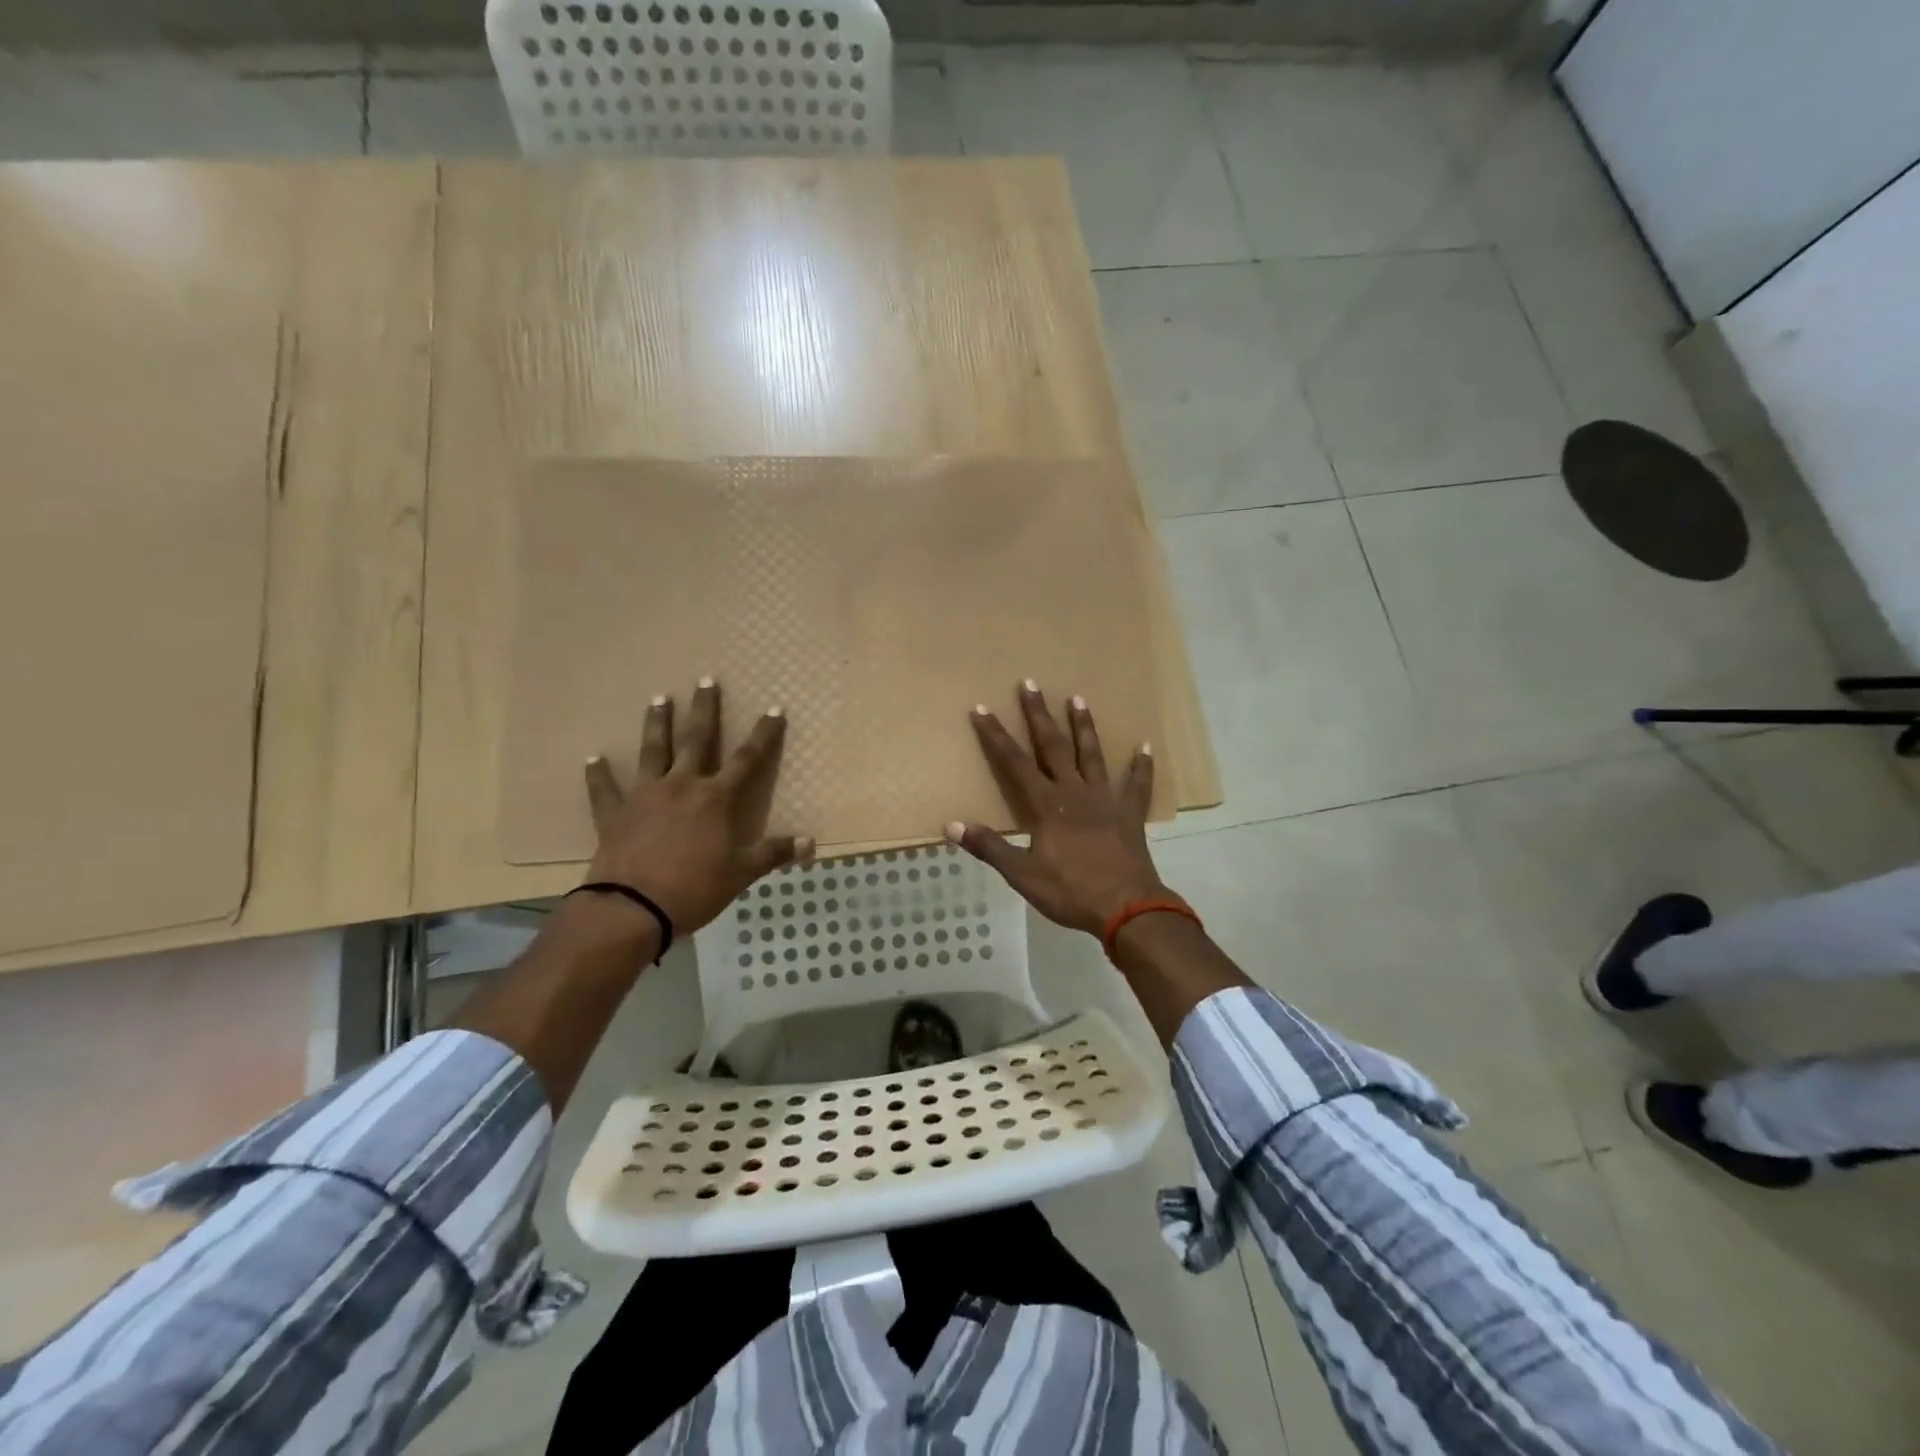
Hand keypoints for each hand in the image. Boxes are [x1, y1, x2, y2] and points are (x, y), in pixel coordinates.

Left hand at [583, 679, 811, 937]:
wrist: (632, 909)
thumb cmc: (695, 889)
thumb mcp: (741, 873)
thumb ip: (773, 853)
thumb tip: (810, 843)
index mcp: (716, 799)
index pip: (747, 759)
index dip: (763, 734)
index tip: (774, 708)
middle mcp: (682, 786)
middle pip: (696, 740)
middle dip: (704, 709)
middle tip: (706, 680)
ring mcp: (645, 796)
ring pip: (652, 751)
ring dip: (656, 724)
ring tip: (658, 699)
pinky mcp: (614, 814)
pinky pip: (605, 790)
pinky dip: (599, 774)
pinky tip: (593, 758)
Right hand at [947, 682, 1170, 935]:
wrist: (1126, 907)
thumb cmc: (1070, 891)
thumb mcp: (1022, 874)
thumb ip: (989, 847)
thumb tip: (952, 825)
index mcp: (1046, 805)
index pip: (1014, 762)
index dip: (996, 735)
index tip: (982, 709)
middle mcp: (1074, 792)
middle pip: (1053, 746)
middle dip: (1039, 715)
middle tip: (1031, 683)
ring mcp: (1105, 799)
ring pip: (1092, 754)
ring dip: (1083, 726)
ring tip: (1078, 698)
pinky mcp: (1129, 813)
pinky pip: (1137, 784)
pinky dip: (1141, 765)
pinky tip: (1146, 746)